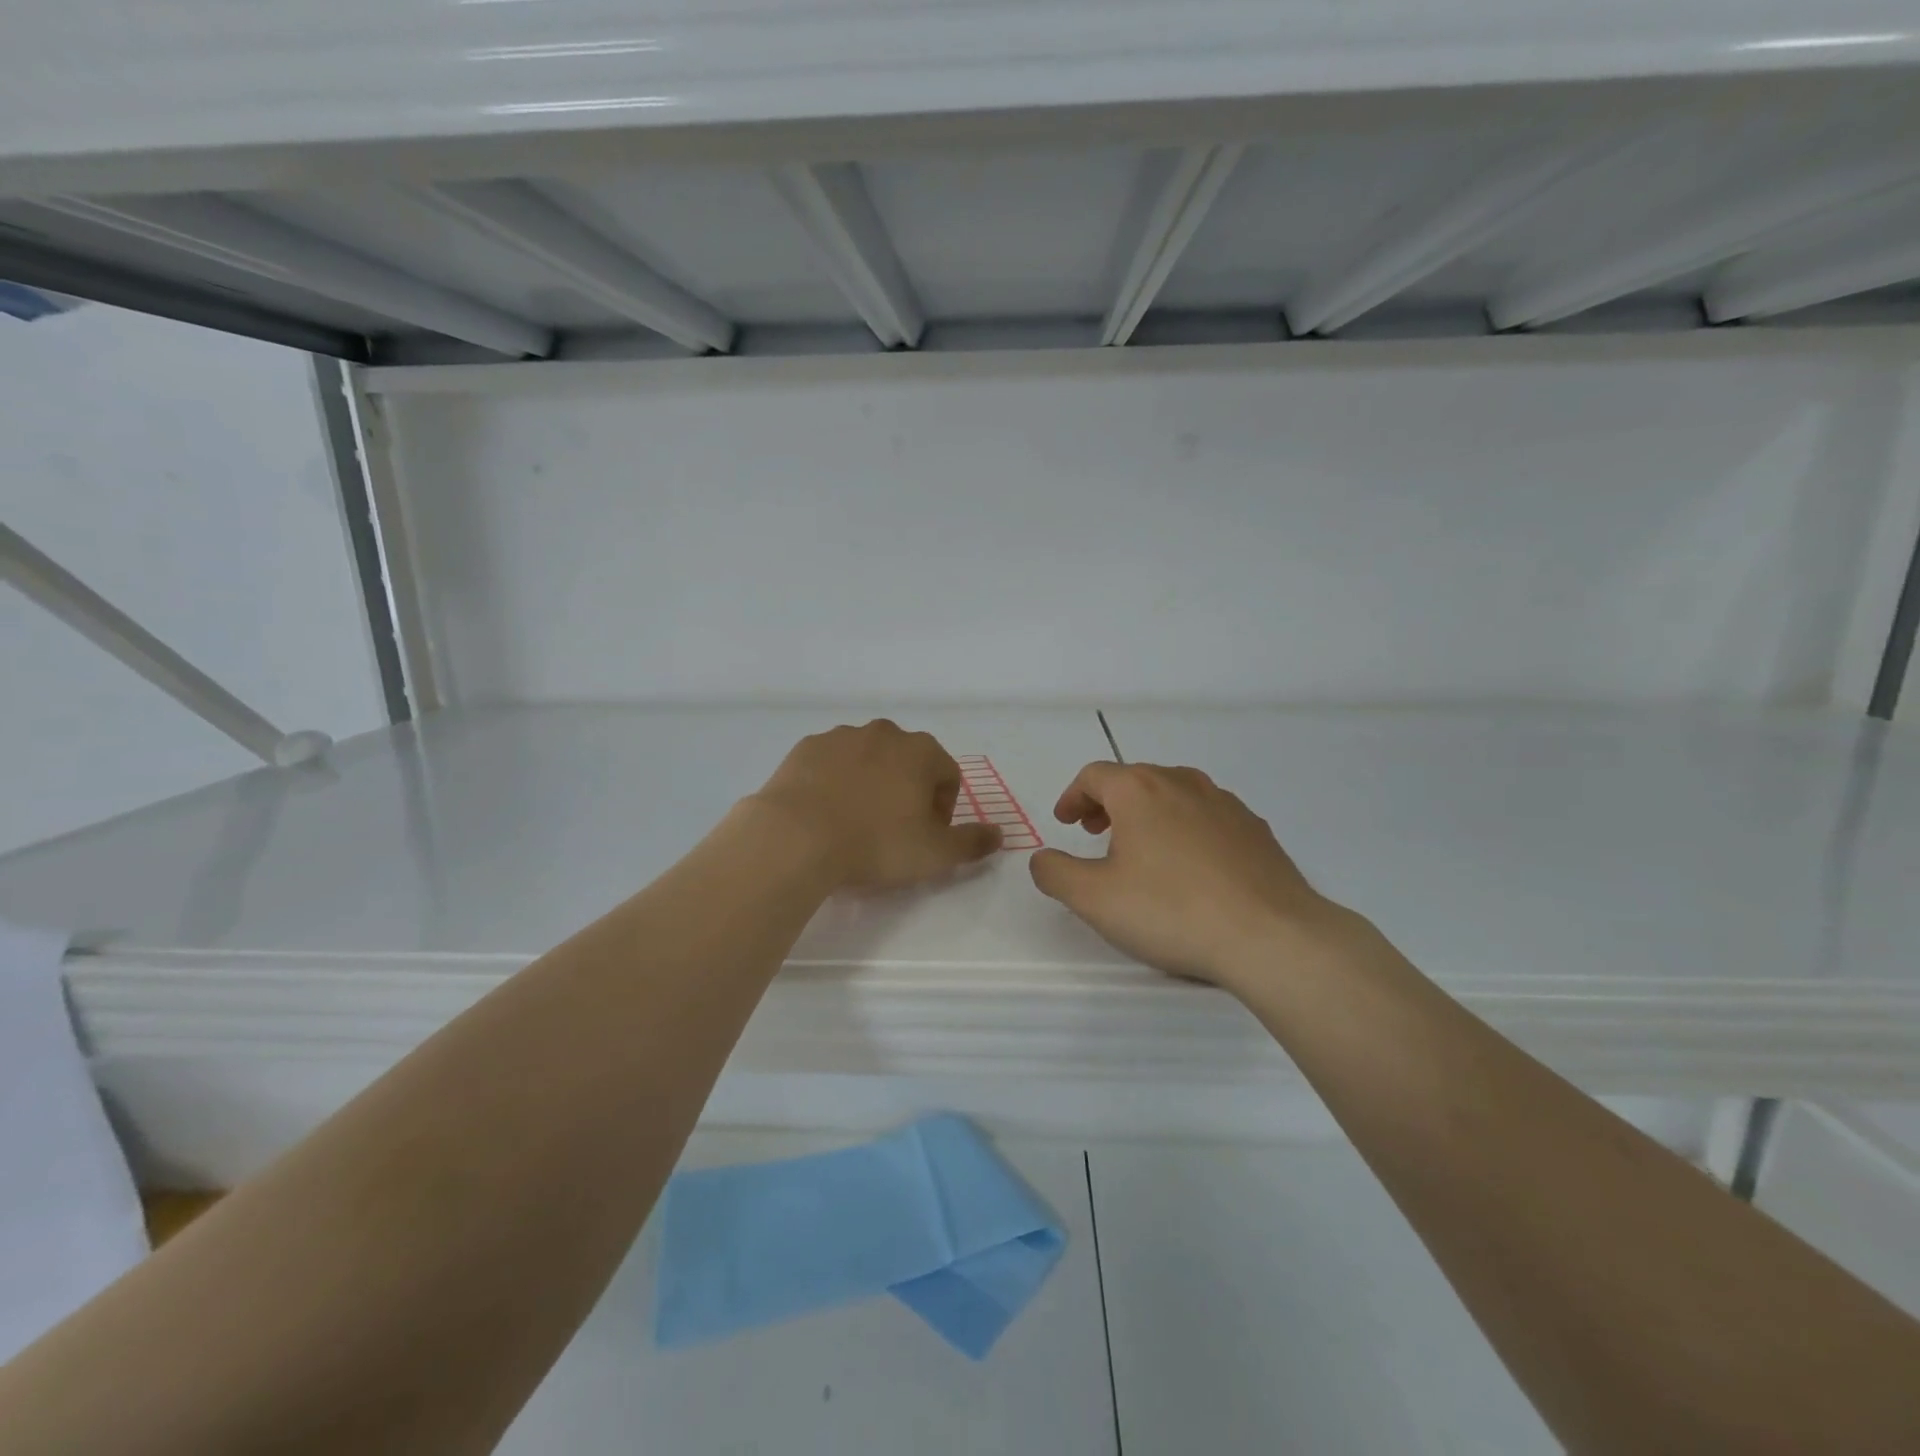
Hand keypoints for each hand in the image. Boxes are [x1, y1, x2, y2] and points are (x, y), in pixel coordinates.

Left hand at [748, 721, 1001, 889]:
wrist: (796, 837)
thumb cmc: (876, 843)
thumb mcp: (935, 853)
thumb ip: (973, 842)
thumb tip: (999, 835)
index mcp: (921, 751)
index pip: (947, 775)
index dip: (943, 809)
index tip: (925, 836)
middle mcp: (885, 733)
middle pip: (909, 762)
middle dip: (908, 791)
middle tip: (893, 830)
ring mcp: (842, 736)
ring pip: (869, 759)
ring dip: (871, 783)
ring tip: (856, 822)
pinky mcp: (807, 747)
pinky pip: (833, 763)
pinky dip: (836, 781)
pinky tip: (826, 812)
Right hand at [1029, 762, 1361, 991]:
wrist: (1271, 936)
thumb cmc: (1171, 910)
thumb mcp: (1094, 898)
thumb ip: (1055, 873)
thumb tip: (1041, 858)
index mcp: (1140, 790)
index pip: (1095, 775)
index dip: (1073, 796)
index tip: (1065, 822)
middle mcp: (1182, 783)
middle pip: (1135, 779)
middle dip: (1107, 802)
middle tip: (1094, 832)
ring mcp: (1225, 803)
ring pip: (1173, 795)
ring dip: (1147, 813)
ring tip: (1140, 848)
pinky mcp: (1255, 829)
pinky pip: (1207, 816)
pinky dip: (1184, 828)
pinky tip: (1189, 867)